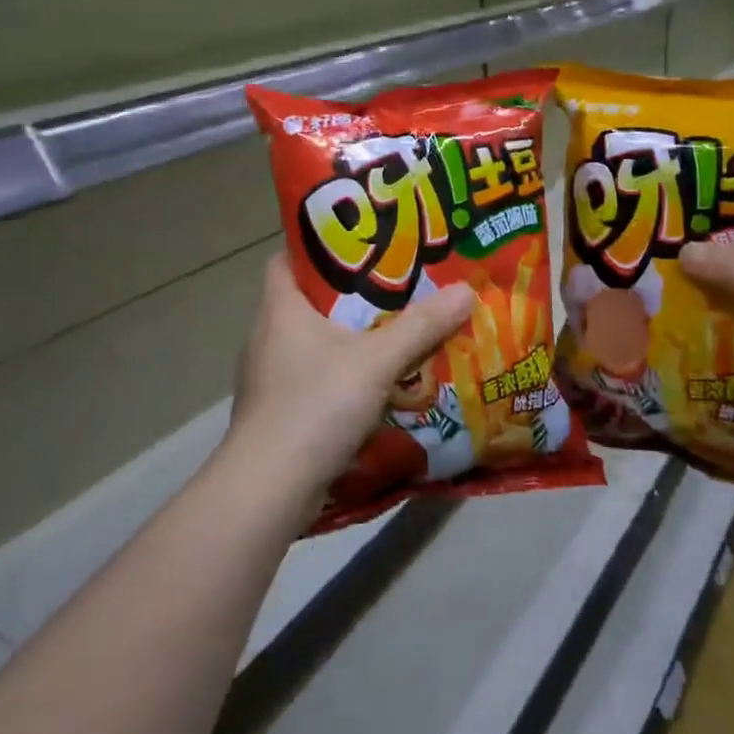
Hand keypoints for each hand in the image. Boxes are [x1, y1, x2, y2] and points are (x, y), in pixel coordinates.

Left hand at [226, 254, 475, 495]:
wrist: (269, 488)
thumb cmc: (315, 405)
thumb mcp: (376, 360)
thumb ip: (421, 326)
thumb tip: (466, 290)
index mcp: (280, 308)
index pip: (288, 258)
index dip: (320, 247)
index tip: (361, 246)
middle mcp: (268, 336)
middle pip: (307, 300)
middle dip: (349, 295)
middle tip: (395, 288)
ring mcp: (268, 377)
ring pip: (312, 342)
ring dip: (348, 338)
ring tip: (393, 333)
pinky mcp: (277, 412)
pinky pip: (313, 378)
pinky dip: (342, 375)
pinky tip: (374, 385)